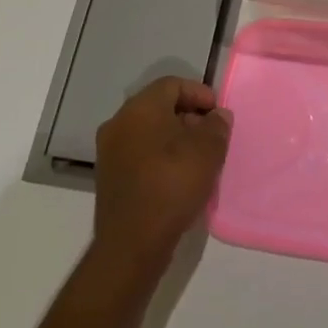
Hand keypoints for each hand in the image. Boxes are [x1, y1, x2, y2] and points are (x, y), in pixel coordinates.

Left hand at [92, 76, 231, 273]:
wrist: (132, 243)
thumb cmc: (172, 185)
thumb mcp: (208, 150)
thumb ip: (217, 125)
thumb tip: (217, 116)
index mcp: (140, 108)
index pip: (172, 84)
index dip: (200, 93)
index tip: (218, 114)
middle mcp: (119, 123)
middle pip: (159, 106)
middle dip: (189, 116)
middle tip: (211, 136)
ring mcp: (109, 151)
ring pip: (149, 131)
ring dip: (175, 138)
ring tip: (199, 158)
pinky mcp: (109, 176)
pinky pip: (139, 153)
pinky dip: (160, 156)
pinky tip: (179, 176)